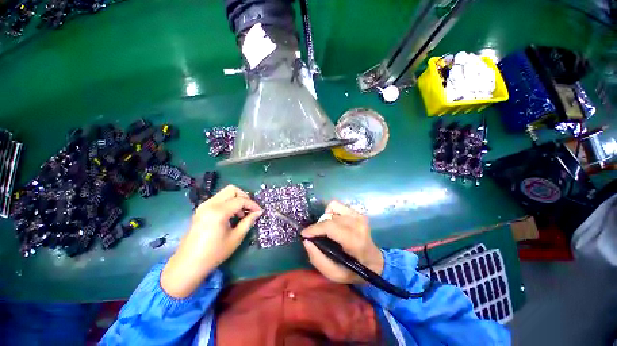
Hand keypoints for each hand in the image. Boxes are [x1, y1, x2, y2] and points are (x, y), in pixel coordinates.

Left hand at [161, 185, 262, 297]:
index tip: (259, 211)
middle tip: (250, 209)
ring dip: (236, 199)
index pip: (240, 200)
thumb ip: (248, 221)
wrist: (188, 264)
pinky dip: (228, 203)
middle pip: (232, 189)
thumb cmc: (214, 253)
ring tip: (241, 214)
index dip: (252, 205)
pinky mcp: (201, 210)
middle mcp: (209, 204)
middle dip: (244, 197)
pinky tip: (231, 215)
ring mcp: (203, 206)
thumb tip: (258, 212)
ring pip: (225, 193)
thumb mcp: (236, 237)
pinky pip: (219, 199)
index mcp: (218, 212)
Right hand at [302, 201, 383, 283]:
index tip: (304, 234)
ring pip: (332, 208)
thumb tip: (306, 241)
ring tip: (326, 231)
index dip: (315, 229)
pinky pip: (336, 205)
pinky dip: (330, 212)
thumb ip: (318, 259)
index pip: (331, 227)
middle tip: (315, 236)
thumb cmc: (354, 270)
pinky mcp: (357, 212)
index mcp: (355, 241)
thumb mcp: (335, 274)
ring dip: (325, 219)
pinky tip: (333, 222)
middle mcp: (358, 225)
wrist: (374, 262)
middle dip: (318, 227)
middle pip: (330, 218)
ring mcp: (358, 216)